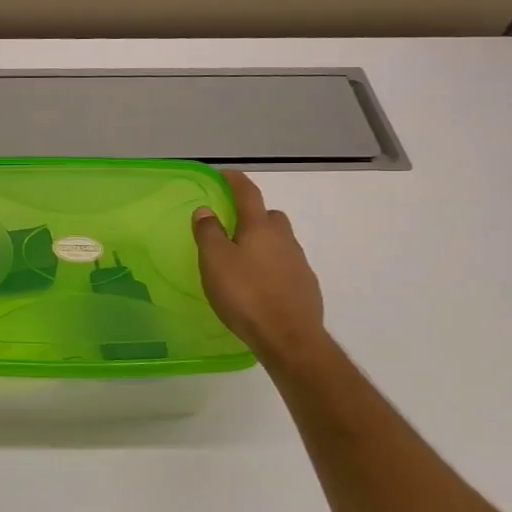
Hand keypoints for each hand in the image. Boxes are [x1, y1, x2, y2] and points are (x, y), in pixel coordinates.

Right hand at [192, 172, 329, 370]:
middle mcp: (284, 239)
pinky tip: (259, 286)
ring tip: (242, 261)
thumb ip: (208, 232)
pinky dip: (272, 267)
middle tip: (232, 227)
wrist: (289, 337)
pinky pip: (286, 265)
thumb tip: (205, 210)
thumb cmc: (246, 294)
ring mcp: (299, 263)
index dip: (236, 181)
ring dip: (263, 243)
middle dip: (253, 215)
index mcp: (260, 228)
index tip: (225, 174)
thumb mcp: (215, 262)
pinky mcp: (306, 286)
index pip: (249, 194)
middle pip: (270, 217)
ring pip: (279, 242)